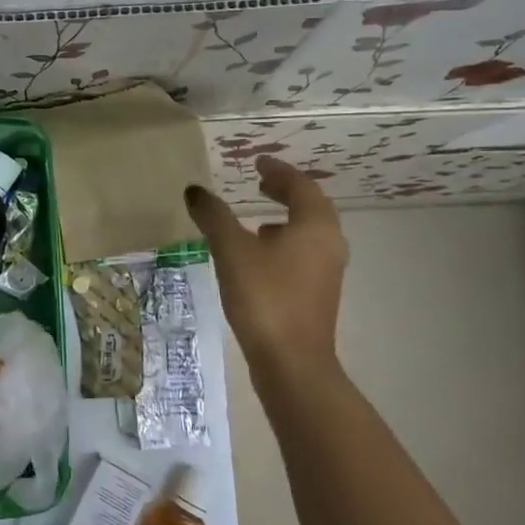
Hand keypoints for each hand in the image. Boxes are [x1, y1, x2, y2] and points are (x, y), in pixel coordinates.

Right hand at [185, 155, 349, 377]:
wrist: (291, 362)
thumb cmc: (265, 297)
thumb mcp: (232, 251)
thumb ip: (214, 216)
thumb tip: (194, 190)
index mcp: (315, 225)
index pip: (300, 185)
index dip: (278, 170)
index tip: (257, 162)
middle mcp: (329, 243)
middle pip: (310, 206)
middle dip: (285, 191)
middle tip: (260, 182)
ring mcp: (327, 271)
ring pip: (309, 232)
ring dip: (286, 218)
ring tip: (258, 217)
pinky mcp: (318, 293)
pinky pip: (303, 253)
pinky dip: (284, 242)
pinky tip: (260, 256)